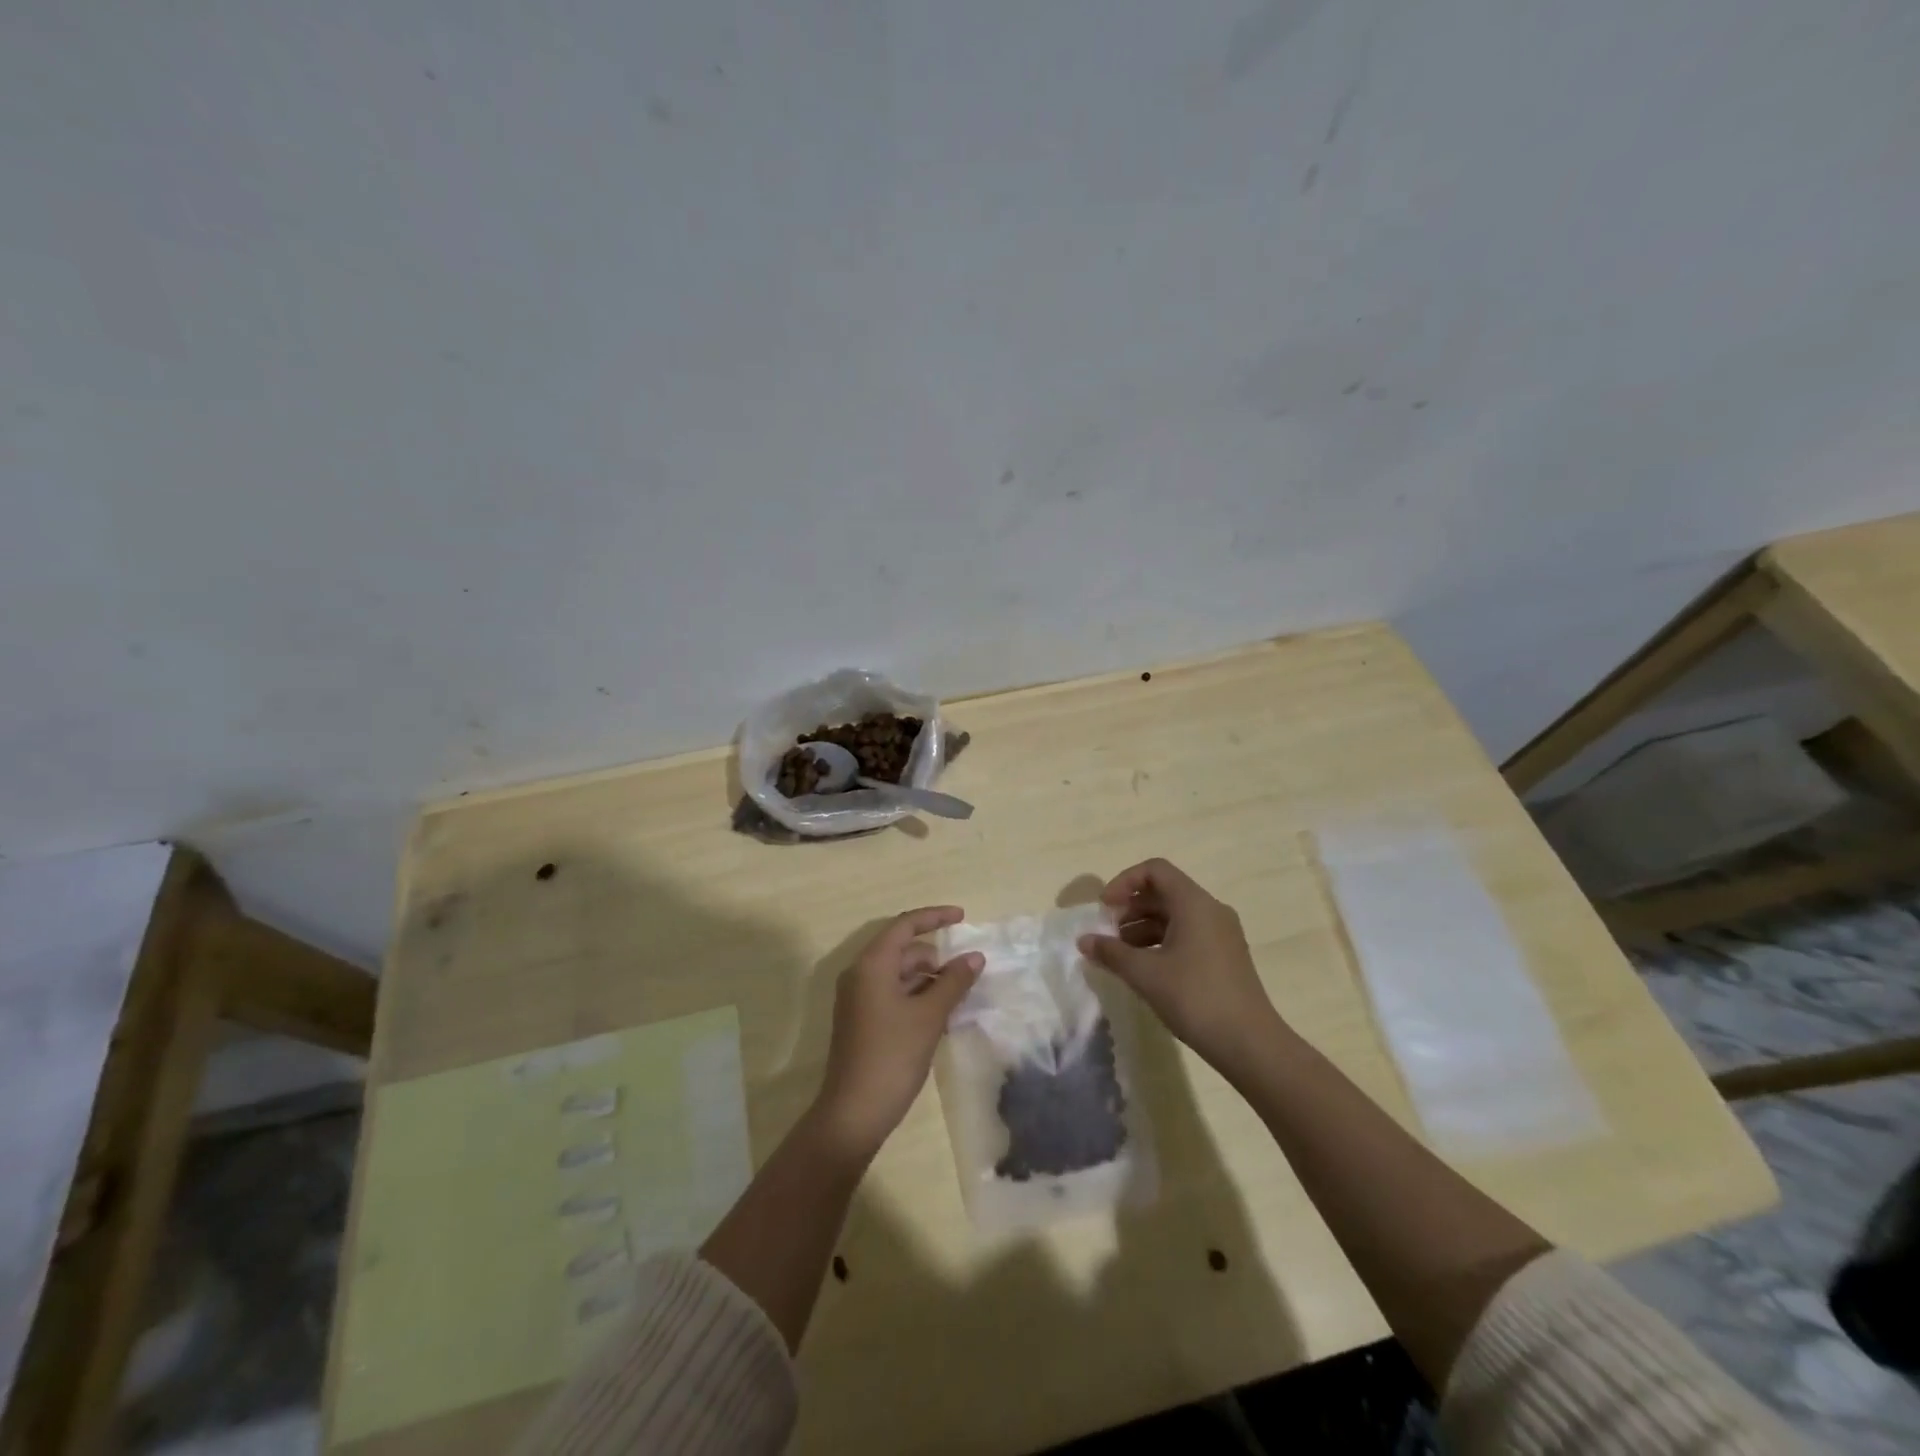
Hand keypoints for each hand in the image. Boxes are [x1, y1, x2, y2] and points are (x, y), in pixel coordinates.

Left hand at [812, 906, 983, 1161]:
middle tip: (966, 972)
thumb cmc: (892, 1056)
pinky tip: (940, 1015)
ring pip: (899, 974)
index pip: (905, 925)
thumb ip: (954, 982)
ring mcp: (858, 998)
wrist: (854, 1112)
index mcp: (872, 964)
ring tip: (959, 996)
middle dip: (935, 956)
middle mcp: (860, 974)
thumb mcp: (930, 1016)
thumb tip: (974, 956)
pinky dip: (917, 995)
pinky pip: (893, 993)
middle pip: (902, 949)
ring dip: (928, 979)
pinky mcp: (862, 1020)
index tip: (963, 917)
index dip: (934, 917)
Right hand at [1078, 859, 1284, 1075]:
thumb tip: (1084, 941)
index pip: (1155, 870)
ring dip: (1142, 928)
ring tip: (1120, 955)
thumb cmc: (1195, 998)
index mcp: (1194, 903)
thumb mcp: (1145, 974)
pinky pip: (1187, 934)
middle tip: (1107, 934)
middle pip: (1164, 892)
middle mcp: (1211, 910)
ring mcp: (1221, 934)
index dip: (1124, 881)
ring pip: (1174, 916)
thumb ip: (1111, 952)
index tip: (1105, 908)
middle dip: (1130, 908)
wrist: (1250, 1044)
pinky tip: (1144, 969)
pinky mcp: (1224, 957)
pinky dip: (1161, 942)